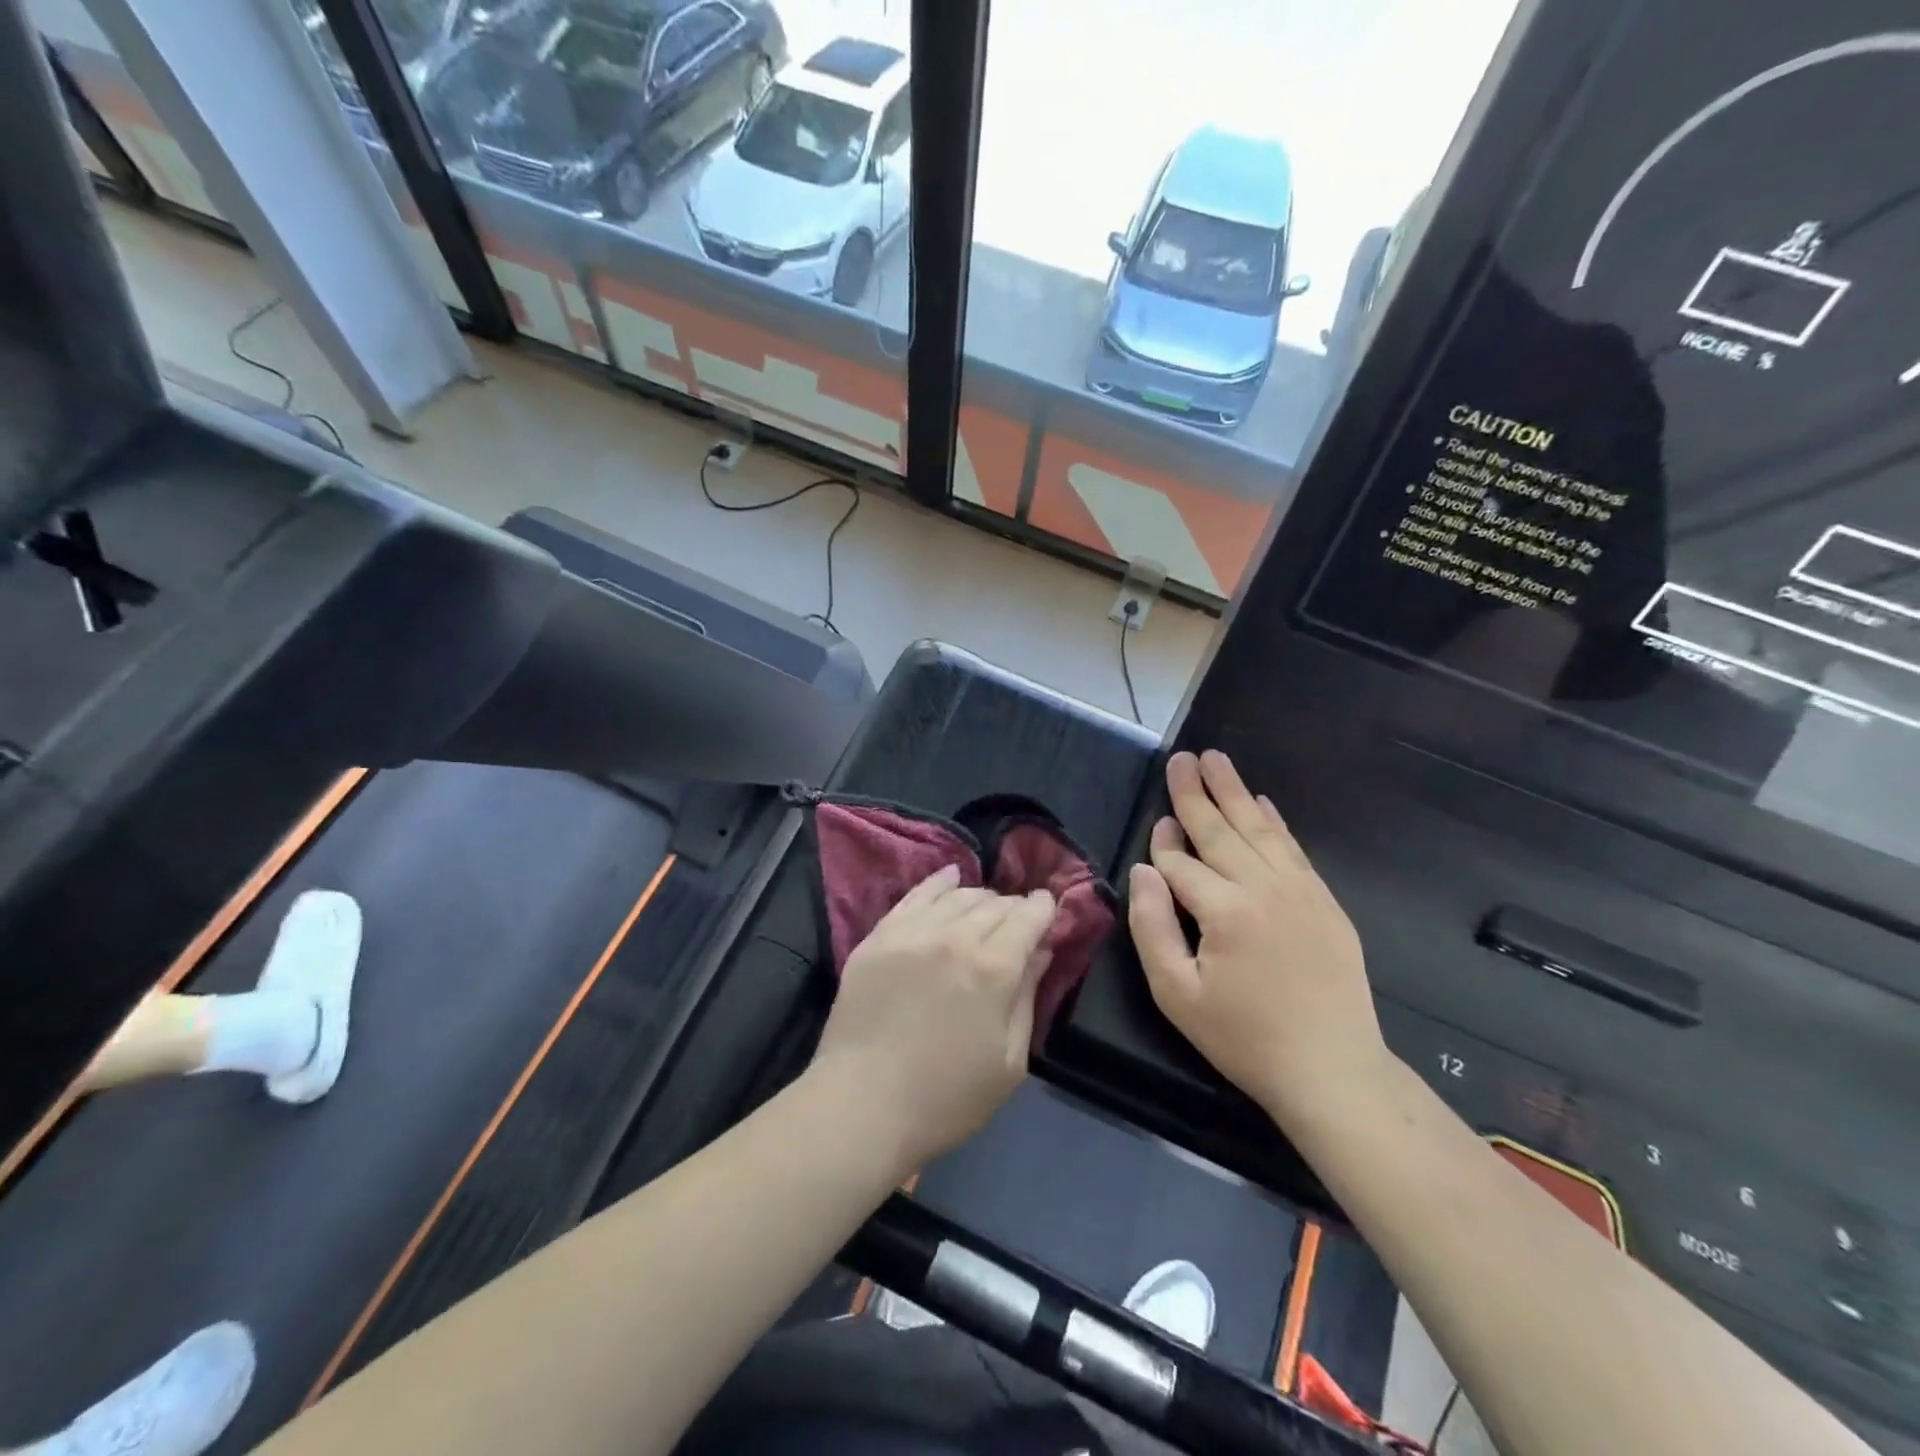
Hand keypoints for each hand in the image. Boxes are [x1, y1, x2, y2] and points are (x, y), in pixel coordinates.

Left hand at [810, 866, 1056, 1172]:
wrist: (862, 1104)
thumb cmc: (947, 1097)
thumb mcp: (1009, 1061)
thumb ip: (1027, 997)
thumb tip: (1041, 951)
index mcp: (994, 968)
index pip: (1028, 917)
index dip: (1044, 908)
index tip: (1050, 908)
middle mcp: (955, 936)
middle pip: (995, 904)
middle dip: (1014, 907)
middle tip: (1019, 921)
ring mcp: (912, 932)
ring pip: (958, 895)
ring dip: (981, 898)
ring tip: (987, 908)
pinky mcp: (879, 936)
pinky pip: (915, 896)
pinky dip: (938, 882)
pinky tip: (950, 875)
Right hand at [1128, 750, 1385, 1121]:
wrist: (1332, 1071)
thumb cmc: (1244, 1038)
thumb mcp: (1176, 994)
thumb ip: (1152, 926)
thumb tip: (1143, 870)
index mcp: (1225, 910)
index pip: (1181, 863)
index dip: (1163, 845)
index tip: (1155, 824)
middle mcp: (1265, 888)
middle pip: (1221, 829)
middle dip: (1195, 792)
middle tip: (1181, 757)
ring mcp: (1301, 891)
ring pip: (1259, 829)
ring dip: (1234, 791)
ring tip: (1215, 759)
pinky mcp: (1325, 902)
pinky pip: (1294, 849)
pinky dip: (1274, 821)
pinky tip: (1262, 802)